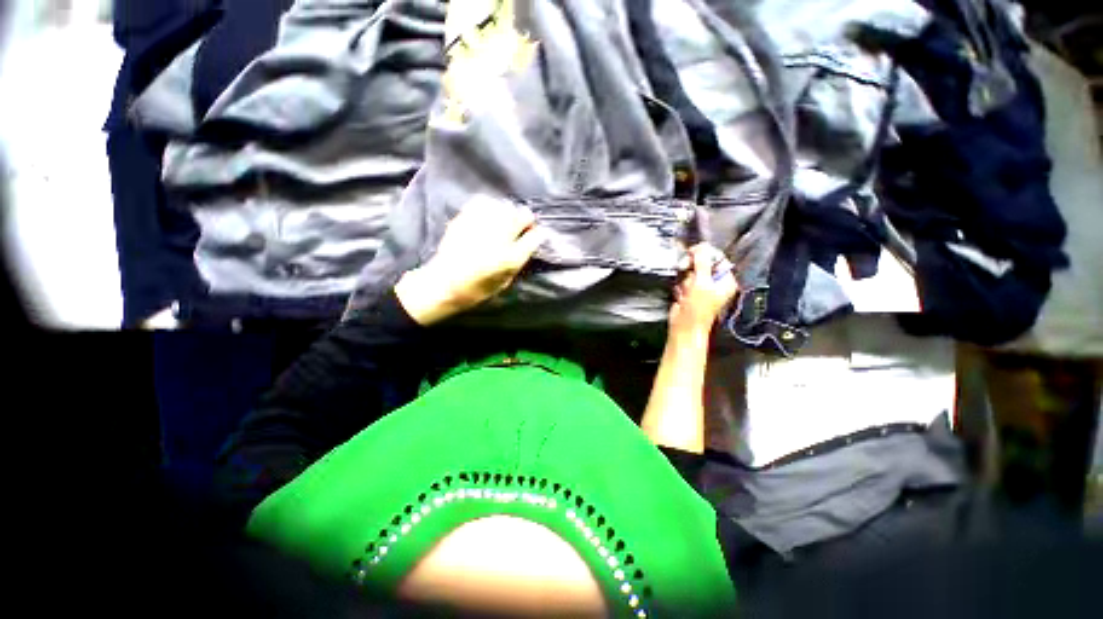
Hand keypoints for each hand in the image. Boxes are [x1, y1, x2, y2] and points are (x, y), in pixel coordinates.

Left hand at [395, 197, 546, 325]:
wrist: (444, 284)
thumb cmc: (477, 289)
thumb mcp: (505, 282)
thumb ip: (518, 261)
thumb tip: (527, 244)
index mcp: (511, 258)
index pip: (535, 236)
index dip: (537, 234)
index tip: (535, 235)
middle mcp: (499, 238)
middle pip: (523, 215)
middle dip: (525, 220)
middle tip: (521, 227)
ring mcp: (481, 225)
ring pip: (505, 206)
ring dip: (509, 213)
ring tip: (504, 221)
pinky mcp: (466, 219)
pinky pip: (484, 202)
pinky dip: (490, 206)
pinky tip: (488, 215)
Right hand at [669, 244, 738, 337]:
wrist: (684, 327)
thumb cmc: (698, 307)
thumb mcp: (702, 281)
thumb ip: (702, 261)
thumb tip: (701, 245)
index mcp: (725, 279)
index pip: (716, 257)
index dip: (703, 253)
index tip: (691, 253)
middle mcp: (715, 282)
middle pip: (701, 263)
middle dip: (691, 269)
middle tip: (685, 272)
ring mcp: (701, 287)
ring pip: (689, 272)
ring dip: (684, 280)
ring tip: (685, 292)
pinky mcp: (689, 292)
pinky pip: (682, 281)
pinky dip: (679, 287)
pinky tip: (681, 296)